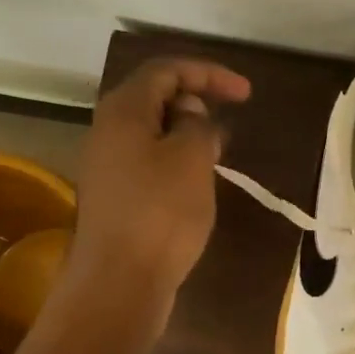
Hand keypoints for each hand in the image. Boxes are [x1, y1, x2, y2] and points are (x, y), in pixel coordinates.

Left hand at [64, 57, 251, 328]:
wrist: (119, 283)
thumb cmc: (160, 213)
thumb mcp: (191, 159)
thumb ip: (196, 124)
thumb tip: (190, 115)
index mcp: (123, 111)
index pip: (166, 70)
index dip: (208, 73)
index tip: (246, 94)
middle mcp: (108, 131)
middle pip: (155, 98)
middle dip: (196, 102)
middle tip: (227, 125)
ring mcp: (108, 165)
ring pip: (153, 132)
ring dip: (188, 135)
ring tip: (218, 154)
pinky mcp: (115, 196)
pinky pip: (149, 161)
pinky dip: (176, 160)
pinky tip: (197, 183)